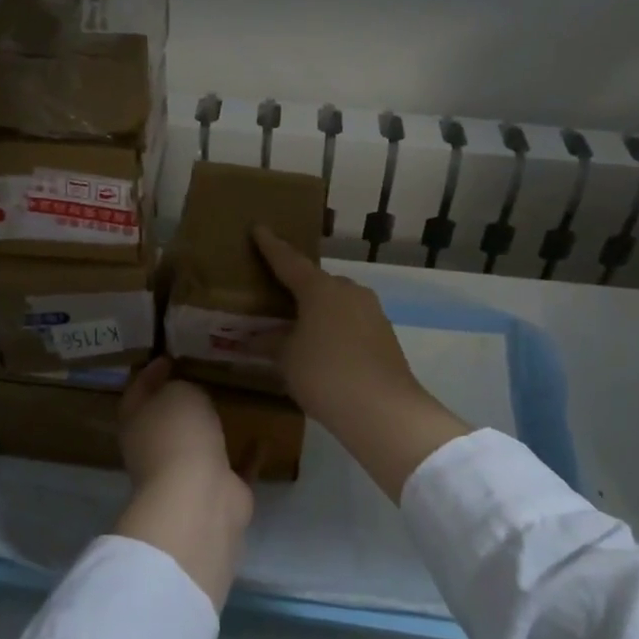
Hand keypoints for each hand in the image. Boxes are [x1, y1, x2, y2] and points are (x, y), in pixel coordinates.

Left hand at [112, 358, 253, 606]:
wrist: (200, 498)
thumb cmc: (179, 435)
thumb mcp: (179, 392)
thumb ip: (183, 386)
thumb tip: (188, 393)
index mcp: (137, 423)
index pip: (138, 390)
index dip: (151, 372)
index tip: (169, 354)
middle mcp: (157, 448)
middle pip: (167, 419)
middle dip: (182, 400)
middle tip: (205, 374)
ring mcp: (187, 473)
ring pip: (200, 444)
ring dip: (212, 429)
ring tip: (234, 402)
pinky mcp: (219, 491)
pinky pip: (235, 466)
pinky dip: (247, 455)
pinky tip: (264, 437)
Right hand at [253, 228, 471, 500]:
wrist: (383, 409)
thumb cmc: (324, 374)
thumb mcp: (287, 359)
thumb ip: (269, 343)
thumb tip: (254, 338)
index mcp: (319, 288)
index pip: (288, 261)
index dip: (271, 247)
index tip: (258, 229)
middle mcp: (348, 290)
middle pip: (317, 281)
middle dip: (298, 285)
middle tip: (278, 294)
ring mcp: (371, 311)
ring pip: (337, 301)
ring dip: (319, 309)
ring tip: (300, 325)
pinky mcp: (384, 334)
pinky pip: (351, 321)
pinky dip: (335, 327)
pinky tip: (326, 347)